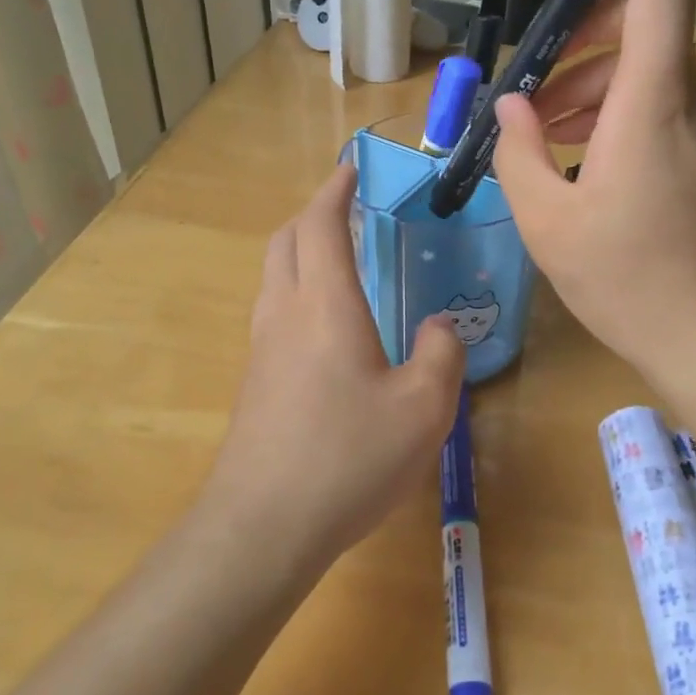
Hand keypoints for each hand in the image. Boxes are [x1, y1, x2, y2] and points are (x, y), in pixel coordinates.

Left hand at [202, 164, 465, 576]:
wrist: (262, 527)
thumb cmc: (348, 458)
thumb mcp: (423, 408)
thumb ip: (440, 354)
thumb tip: (438, 327)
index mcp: (324, 304)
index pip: (321, 224)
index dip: (335, 190)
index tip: (350, 167)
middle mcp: (284, 313)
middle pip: (286, 240)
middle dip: (312, 213)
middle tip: (345, 208)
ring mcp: (261, 348)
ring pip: (273, 275)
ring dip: (299, 250)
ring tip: (336, 256)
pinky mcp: (255, 381)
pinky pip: (272, 311)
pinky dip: (295, 289)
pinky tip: (324, 324)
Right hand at [491, 0, 695, 396]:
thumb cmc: (629, 284)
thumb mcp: (549, 222)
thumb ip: (520, 152)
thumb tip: (512, 107)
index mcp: (649, 105)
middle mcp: (682, 102)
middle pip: (644, 18)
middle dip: (582, 22)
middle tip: (531, 65)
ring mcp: (693, 129)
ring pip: (640, 64)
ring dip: (584, 74)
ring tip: (535, 120)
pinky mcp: (691, 156)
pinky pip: (646, 102)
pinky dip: (601, 105)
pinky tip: (565, 147)